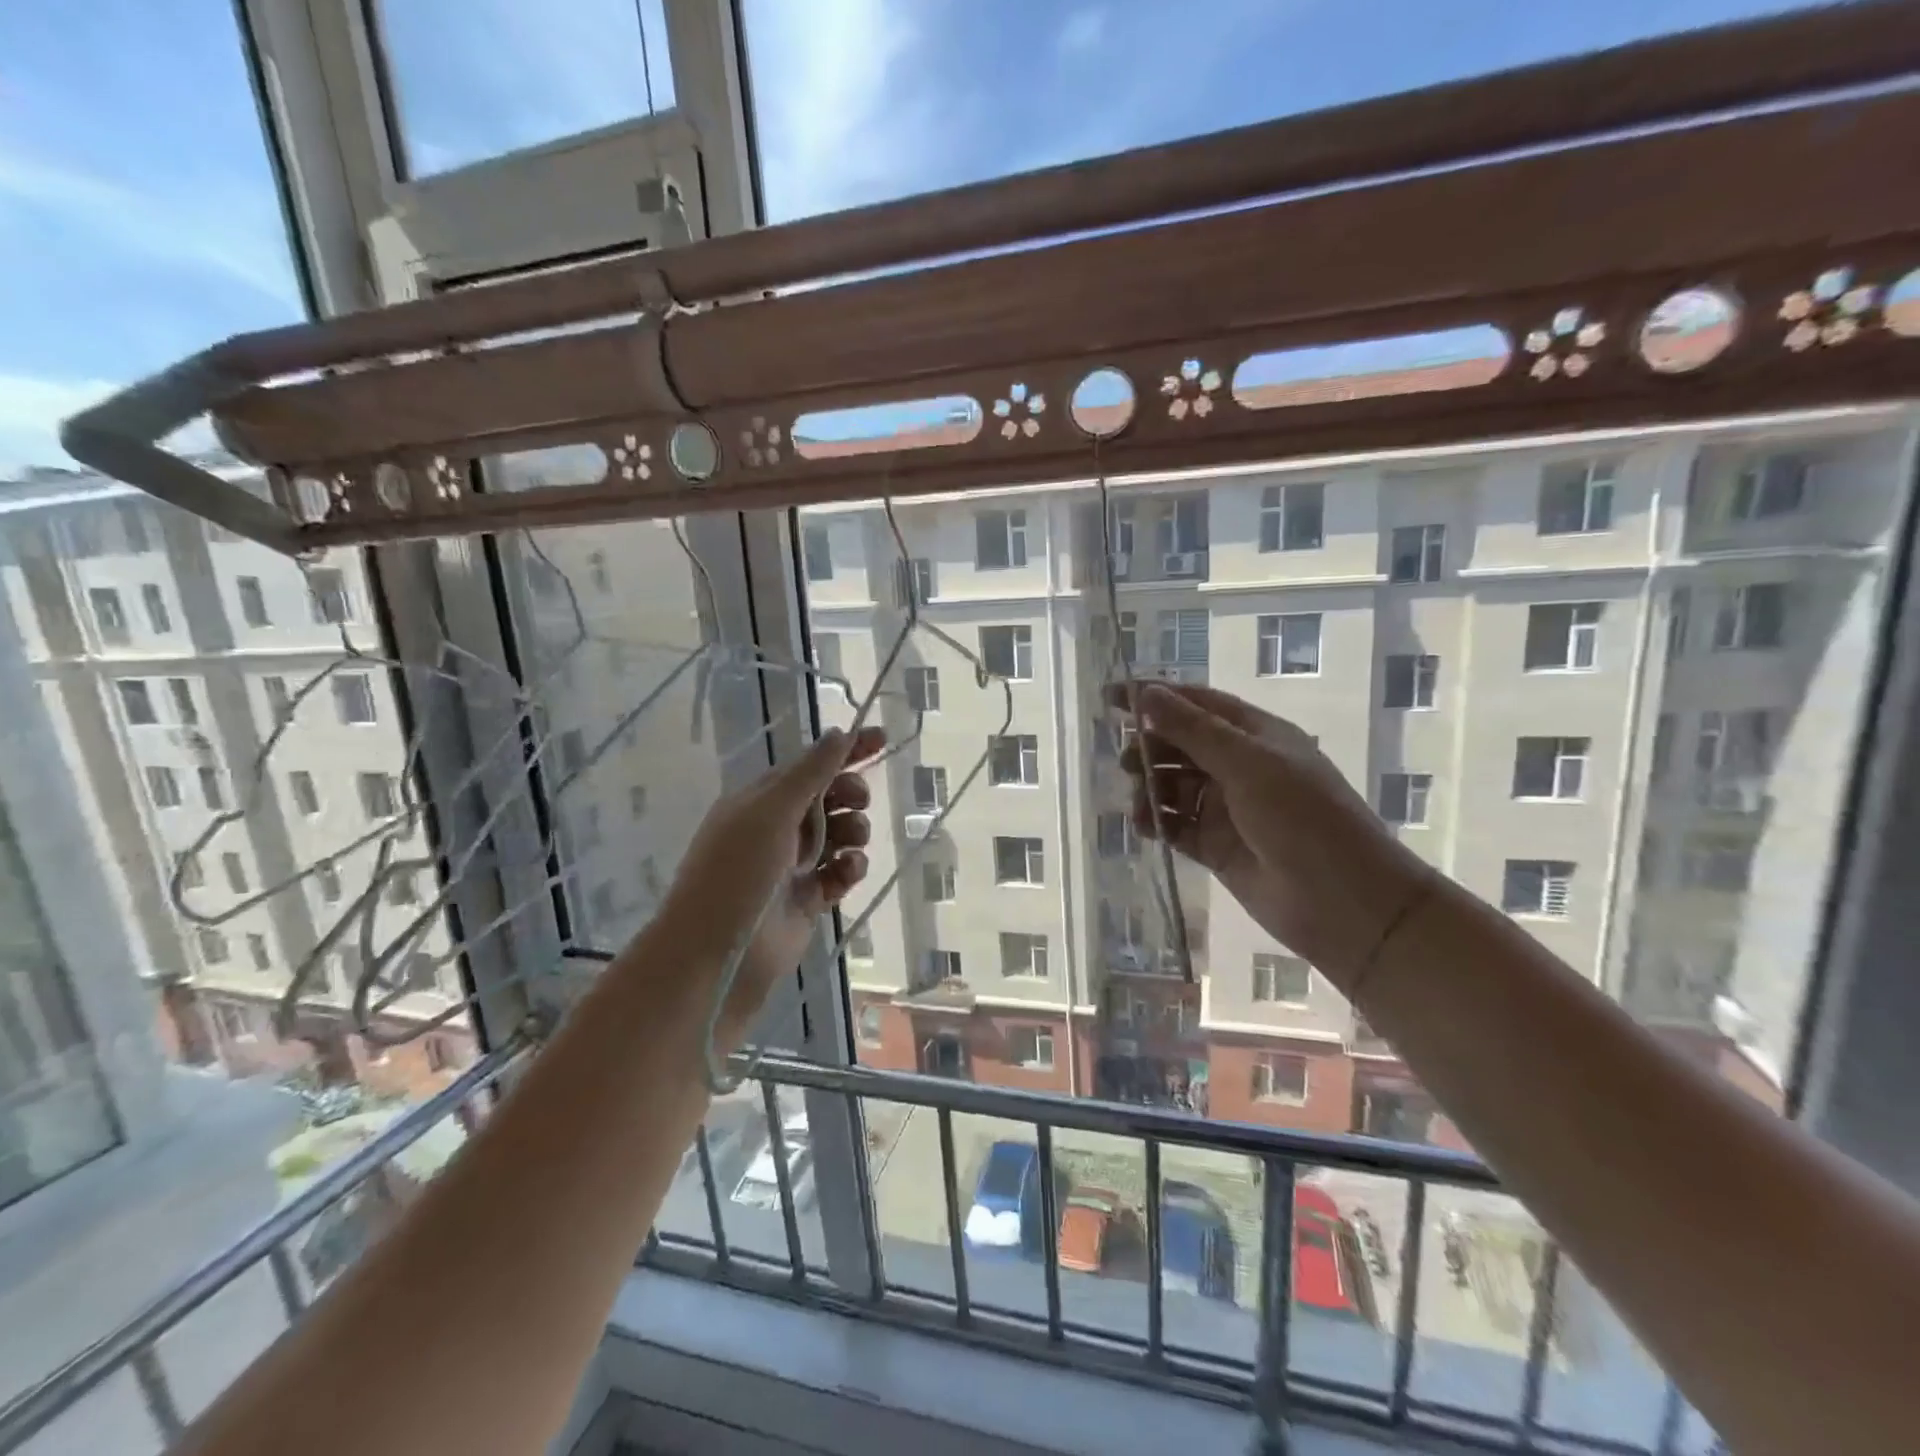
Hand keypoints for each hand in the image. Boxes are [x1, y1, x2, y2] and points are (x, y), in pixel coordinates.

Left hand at [662, 726, 882, 1039]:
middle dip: (851, 795)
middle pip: (829, 798)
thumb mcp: (772, 812)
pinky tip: (847, 872)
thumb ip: (811, 773)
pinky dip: (850, 869)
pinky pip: (840, 873)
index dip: (846, 750)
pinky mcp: (810, 899)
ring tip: (852, 847)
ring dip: (854, 833)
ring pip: (840, 835)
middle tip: (858, 803)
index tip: (882, 738)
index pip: (810, 765)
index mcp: (761, 800)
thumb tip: (839, 733)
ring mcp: (794, 865)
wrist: (718, 955)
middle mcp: (777, 828)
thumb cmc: (738, 872)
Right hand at [1109, 683, 1427, 989]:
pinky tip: (1144, 825)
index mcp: (1256, 735)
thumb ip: (1193, 730)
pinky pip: (1176, 825)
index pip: (1197, 704)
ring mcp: (1227, 808)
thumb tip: (1145, 693)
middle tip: (1125, 760)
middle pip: (1182, 744)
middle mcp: (1240, 766)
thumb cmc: (1302, 818)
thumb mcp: (1248, 764)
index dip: (1154, 697)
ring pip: (1174, 785)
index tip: (1111, 697)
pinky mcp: (1216, 846)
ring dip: (1150, 787)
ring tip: (1137, 801)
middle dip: (1150, 746)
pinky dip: (1157, 821)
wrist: (1344, 902)